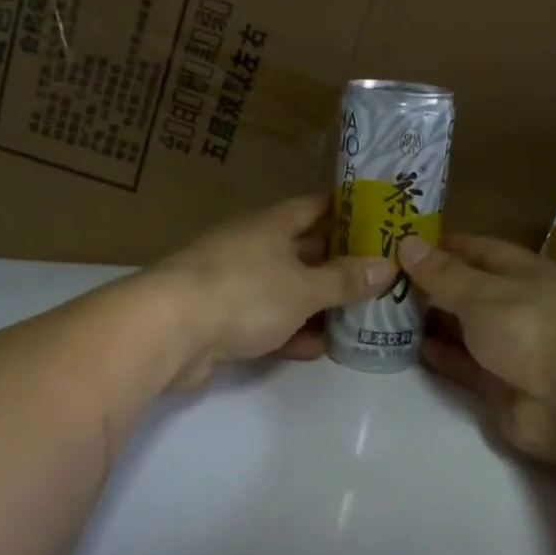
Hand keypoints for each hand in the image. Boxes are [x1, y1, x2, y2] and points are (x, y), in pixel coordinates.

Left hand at [151, 194, 393, 389]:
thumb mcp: (303, 288)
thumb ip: (344, 280)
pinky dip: (290, 331)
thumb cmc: (244, 293)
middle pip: (302, 249)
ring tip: (358, 315)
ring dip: (316, 302)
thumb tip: (386, 266)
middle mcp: (251, 247)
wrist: (169, 331)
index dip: (346, 210)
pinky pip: (266, 320)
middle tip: (379, 275)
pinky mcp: (220, 319)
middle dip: (338, 262)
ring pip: (285, 288)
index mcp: (270, 225)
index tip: (378, 217)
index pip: (314, 206)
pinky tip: (317, 347)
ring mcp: (233, 283)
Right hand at [399, 231, 555, 461]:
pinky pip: (467, 366)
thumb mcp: (481, 292)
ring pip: (468, 330)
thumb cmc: (532, 327)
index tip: (407, 242)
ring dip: (435, 323)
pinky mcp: (504, 386)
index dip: (447, 245)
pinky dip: (444, 357)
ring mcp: (516, 349)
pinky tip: (414, 347)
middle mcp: (523, 307)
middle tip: (388, 279)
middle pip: (473, 291)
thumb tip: (407, 242)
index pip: (482, 250)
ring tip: (391, 313)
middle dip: (435, 285)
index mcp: (528, 274)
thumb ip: (442, 273)